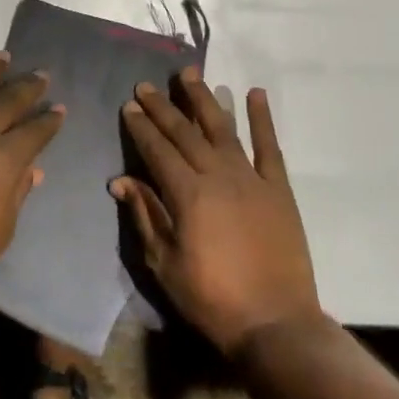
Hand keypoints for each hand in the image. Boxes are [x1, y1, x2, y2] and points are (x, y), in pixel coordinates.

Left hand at [0, 53, 64, 303]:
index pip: (35, 131)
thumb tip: (33, 169)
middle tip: (41, 74)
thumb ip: (17, 192)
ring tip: (2, 57)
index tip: (59, 109)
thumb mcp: (2, 229)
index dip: (50, 120)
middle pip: (9, 100)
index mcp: (4, 158)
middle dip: (29, 87)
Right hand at [112, 69, 323, 355]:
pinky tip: (254, 93)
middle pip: (185, 132)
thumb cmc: (212, 299)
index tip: (129, 106)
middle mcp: (217, 175)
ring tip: (190, 74)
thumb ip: (145, 216)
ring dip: (204, 98)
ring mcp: (251, 179)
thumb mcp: (165, 264)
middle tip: (146, 85)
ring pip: (222, 128)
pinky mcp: (279, 189)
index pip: (158, 150)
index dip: (141, 126)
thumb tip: (120, 180)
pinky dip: (261, 119)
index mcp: (187, 194)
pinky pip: (269, 147)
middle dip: (163, 106)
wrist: (276, 325)